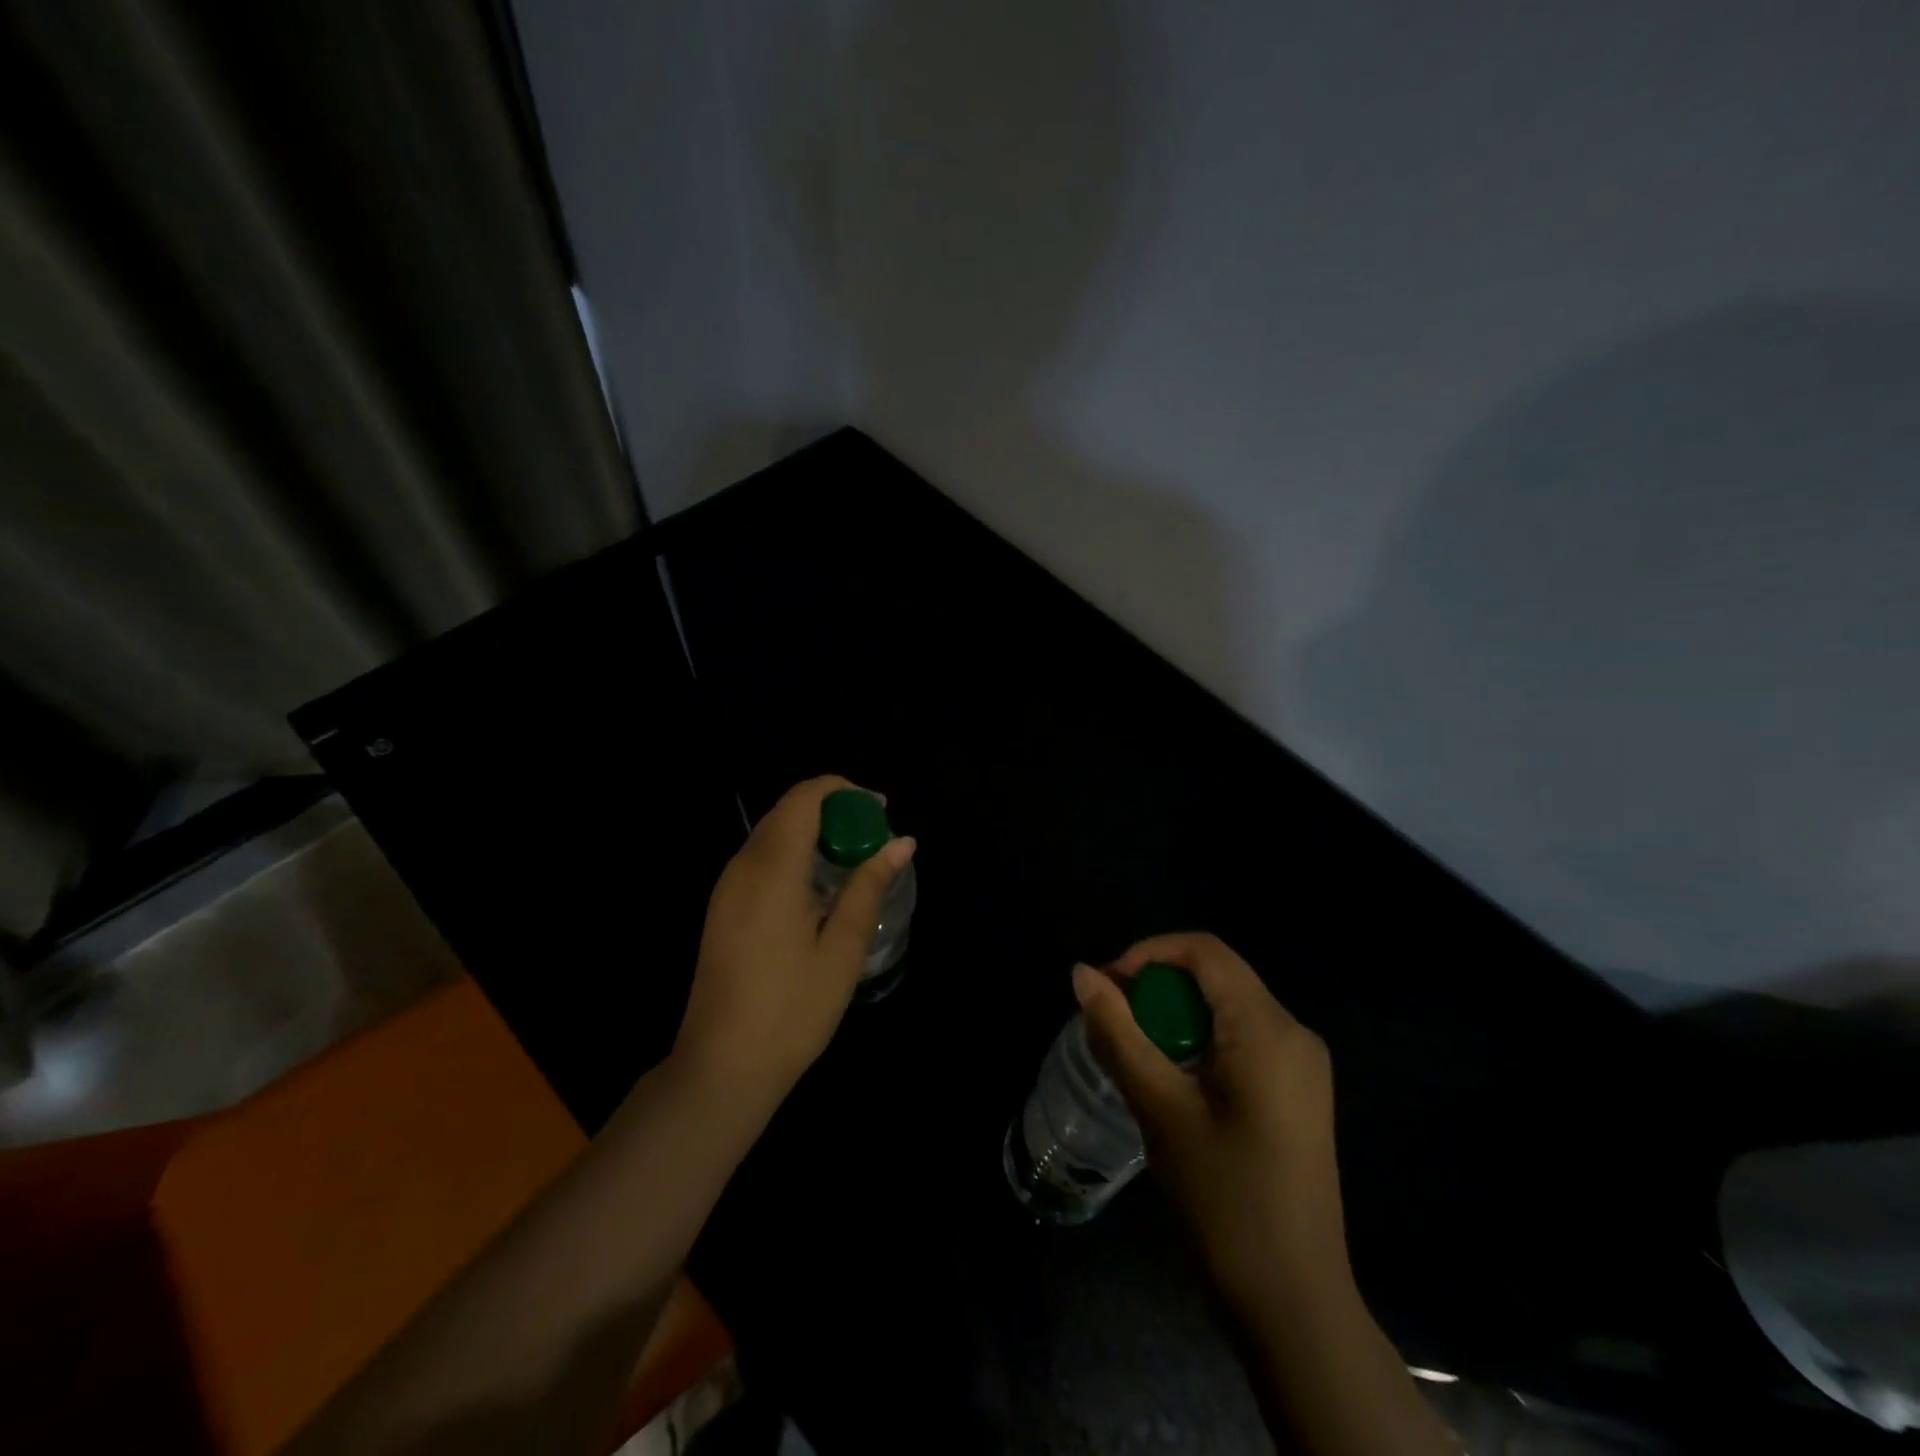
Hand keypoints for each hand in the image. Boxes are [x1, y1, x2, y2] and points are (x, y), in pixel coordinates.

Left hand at [674, 776, 914, 1106]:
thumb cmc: (792, 1009)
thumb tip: (902, 841)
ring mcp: (726, 887)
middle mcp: (743, 866)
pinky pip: (760, 858)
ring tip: (852, 862)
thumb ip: (869, 886)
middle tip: (873, 839)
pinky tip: (818, 889)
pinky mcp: (721, 907)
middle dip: (833, 811)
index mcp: (773, 869)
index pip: (804, 798)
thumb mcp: (842, 948)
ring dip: (813, 832)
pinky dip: (794, 854)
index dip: (843, 791)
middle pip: (788, 811)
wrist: (722, 1067)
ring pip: (772, 833)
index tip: (879, 810)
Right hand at [1074, 933, 1346, 1310]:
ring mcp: (1301, 1066)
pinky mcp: (1296, 1094)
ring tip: (1132, 1051)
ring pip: (1226, 1009)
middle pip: (1216, 977)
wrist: (1294, 1305)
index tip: (1107, 986)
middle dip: (1157, 987)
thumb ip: (1118, 1033)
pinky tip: (1170, 1079)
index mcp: (1269, 1028)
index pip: (1205, 951)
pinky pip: (1240, 1040)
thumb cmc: (1224, 1200)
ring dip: (1173, 1016)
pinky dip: (1197, 1042)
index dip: (1149, 952)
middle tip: (1111, 1020)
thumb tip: (1081, 973)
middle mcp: (1293, 1033)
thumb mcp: (1160, 1108)